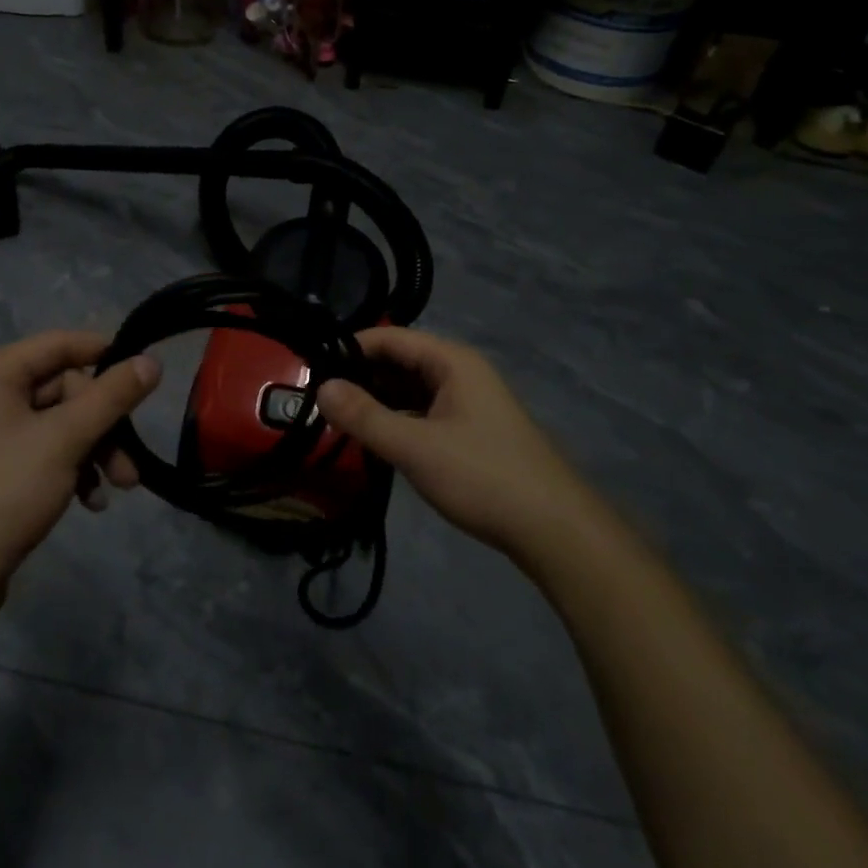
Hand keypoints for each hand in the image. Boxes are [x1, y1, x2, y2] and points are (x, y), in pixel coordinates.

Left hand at [0, 331, 159, 620]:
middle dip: (104, 424)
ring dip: (95, 450)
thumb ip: (111, 396)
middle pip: (64, 389)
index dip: (104, 353)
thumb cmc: (5, 492)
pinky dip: (72, 468)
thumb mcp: (66, 438)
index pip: (59, 344)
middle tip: (129, 461)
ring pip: (59, 424)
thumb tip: (151, 362)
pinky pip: (44, 451)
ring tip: (120, 486)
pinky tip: (90, 502)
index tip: (144, 373)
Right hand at [316, 327, 582, 561]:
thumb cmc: (483, 476)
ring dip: (379, 401)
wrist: (555, 529)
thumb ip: (365, 417)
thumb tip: (320, 388)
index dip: (350, 348)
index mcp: (451, 361)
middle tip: (319, 399)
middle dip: (362, 377)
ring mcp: (469, 402)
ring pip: (412, 390)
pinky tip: (377, 439)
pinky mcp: (472, 431)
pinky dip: (399, 420)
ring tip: (339, 419)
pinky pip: (425, 412)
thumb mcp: (415, 447)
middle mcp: (461, 372)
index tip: (312, 368)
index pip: (390, 338)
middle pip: (400, 361)